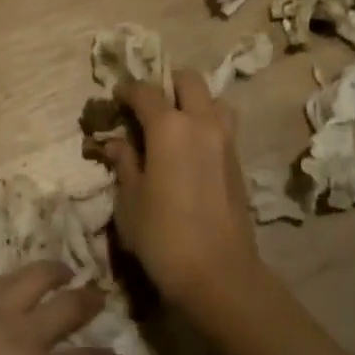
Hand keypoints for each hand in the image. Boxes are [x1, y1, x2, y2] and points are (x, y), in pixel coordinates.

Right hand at [96, 69, 266, 323]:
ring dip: (194, 101)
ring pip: (213, 99)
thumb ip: (124, 163)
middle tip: (149, 105)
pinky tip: (191, 149)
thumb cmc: (163, 236)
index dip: (127, 90)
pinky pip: (223, 125)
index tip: (116, 98)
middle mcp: (201, 122)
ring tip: (175, 124)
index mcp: (169, 127)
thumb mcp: (130, 200)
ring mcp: (226, 139)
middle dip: (167, 84)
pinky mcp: (239, 160)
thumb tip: (117, 142)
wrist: (219, 274)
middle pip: (188, 80)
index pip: (146, 91)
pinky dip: (206, 123)